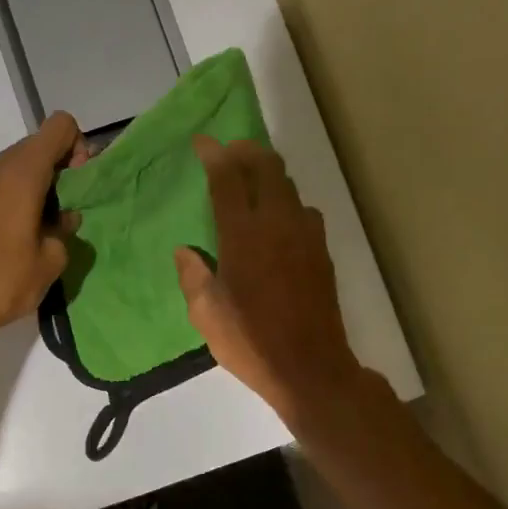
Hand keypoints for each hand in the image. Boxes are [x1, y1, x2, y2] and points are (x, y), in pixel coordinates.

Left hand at [0, 112, 85, 339]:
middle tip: (62, 213)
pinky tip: (7, 239)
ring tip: (36, 230)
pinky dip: (7, 199)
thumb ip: (65, 231)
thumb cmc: (2, 280)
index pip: (59, 126)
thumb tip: (64, 219)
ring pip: (12, 168)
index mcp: (22, 172)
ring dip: (32, 187)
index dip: (77, 147)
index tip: (77, 185)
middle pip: (36, 147)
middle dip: (57, 171)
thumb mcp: (51, 261)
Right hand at [174, 136, 364, 423]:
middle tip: (228, 152)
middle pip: (266, 167)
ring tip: (251, 180)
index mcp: (243, 236)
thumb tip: (186, 251)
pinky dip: (286, 201)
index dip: (214, 154)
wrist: (310, 367)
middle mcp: (277, 224)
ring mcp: (305, 235)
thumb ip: (193, 275)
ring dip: (268, 174)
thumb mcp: (206, 313)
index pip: (228, 179)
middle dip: (245, 151)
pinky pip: (303, 210)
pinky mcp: (321, 251)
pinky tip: (277, 219)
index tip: (202, 141)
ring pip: (289, 185)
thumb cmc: (250, 342)